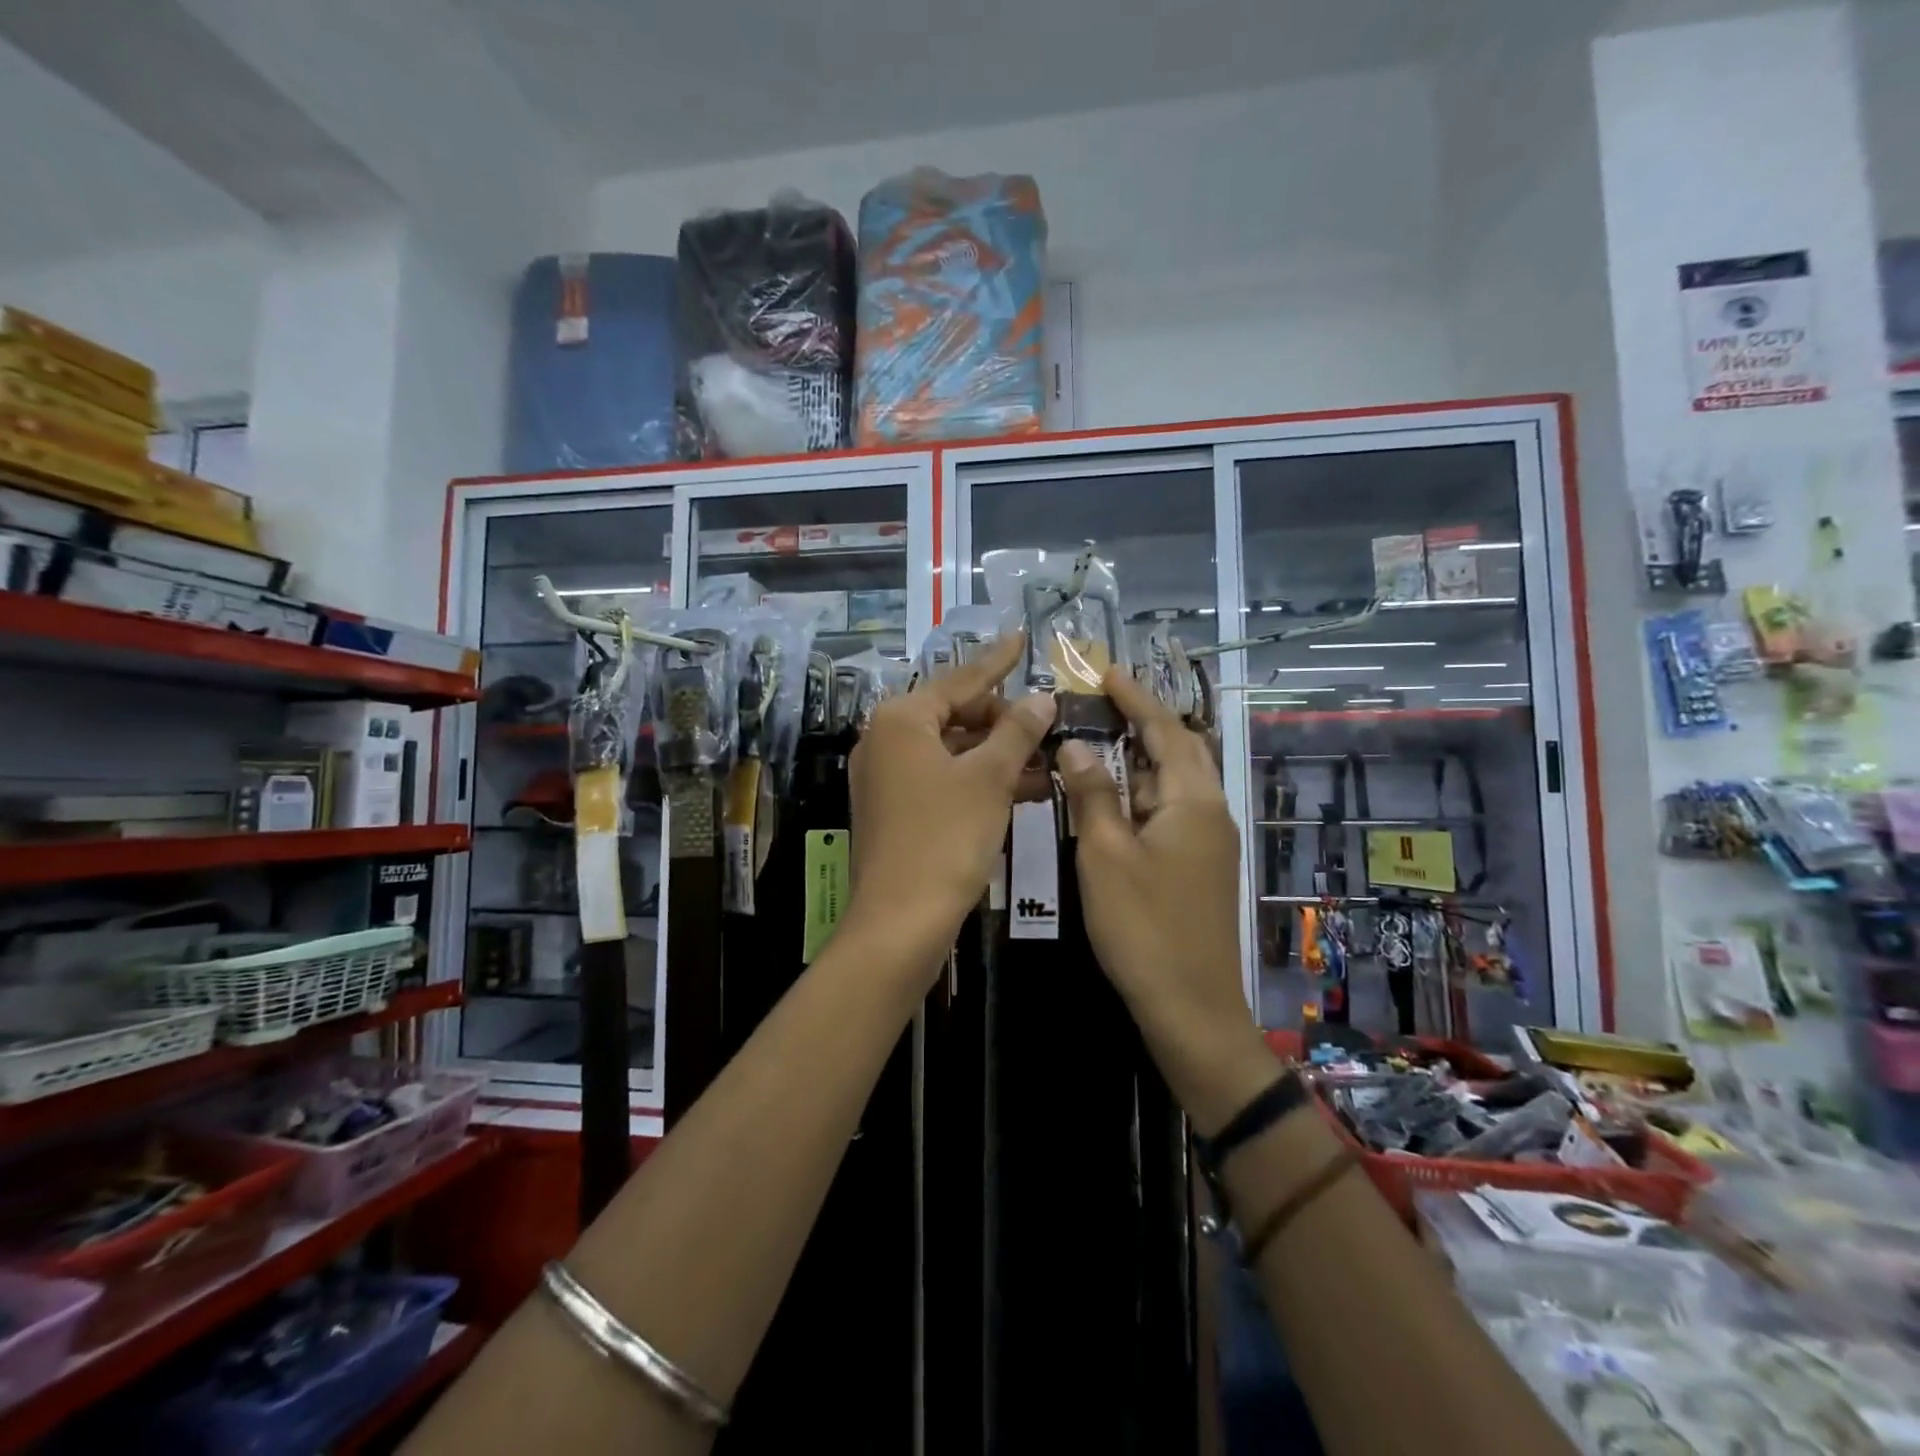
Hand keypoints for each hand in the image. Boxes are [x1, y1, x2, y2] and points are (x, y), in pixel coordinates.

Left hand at [845, 633, 1054, 974]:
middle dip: (1004, 721)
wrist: (899, 922)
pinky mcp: (894, 810)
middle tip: (1048, 724)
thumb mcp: (989, 779)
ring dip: (998, 755)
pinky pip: (943, 780)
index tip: (1023, 639)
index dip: (998, 661)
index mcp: (901, 719)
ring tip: (1048, 760)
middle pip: (954, 714)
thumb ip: (1017, 732)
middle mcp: (885, 740)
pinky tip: (1024, 790)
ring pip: (952, 751)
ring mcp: (886, 777)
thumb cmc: (945, 838)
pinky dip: (979, 781)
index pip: (961, 680)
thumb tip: (1041, 698)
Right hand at [1057, 670, 1275, 1132]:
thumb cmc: (1144, 926)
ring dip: (1141, 758)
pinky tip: (1114, 799)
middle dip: (1143, 721)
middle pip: (1179, 750)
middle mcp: (1209, 812)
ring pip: (1174, 783)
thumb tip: (1077, 745)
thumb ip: (1093, 795)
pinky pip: (1171, 811)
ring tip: (1100, 740)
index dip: (1135, 697)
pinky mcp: (1199, 867)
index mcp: (1193, 801)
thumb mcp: (1106, 855)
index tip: (1105, 671)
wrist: (1191, 1006)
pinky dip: (1143, 793)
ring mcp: (1208, 842)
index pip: (1165, 730)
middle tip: (1102, 701)